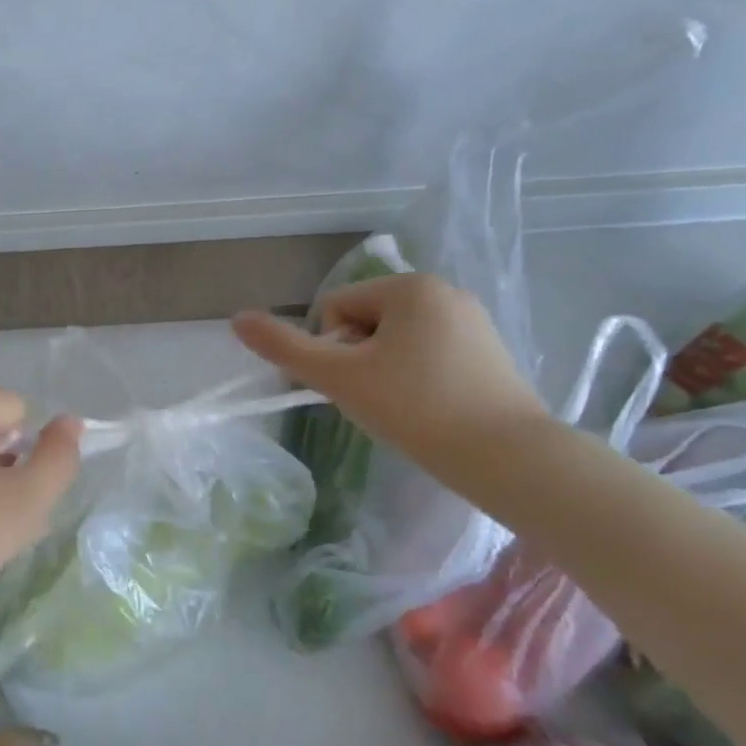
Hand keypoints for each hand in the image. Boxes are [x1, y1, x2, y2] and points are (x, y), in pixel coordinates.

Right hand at [232, 273, 549, 470]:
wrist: (509, 458)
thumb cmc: (416, 408)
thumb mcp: (339, 377)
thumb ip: (284, 347)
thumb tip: (237, 318)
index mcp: (409, 286)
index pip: (335, 308)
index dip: (332, 350)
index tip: (357, 384)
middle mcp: (444, 290)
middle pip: (364, 322)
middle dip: (359, 359)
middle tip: (380, 399)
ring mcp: (472, 320)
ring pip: (394, 340)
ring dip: (384, 370)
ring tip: (407, 407)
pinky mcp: (489, 350)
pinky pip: (427, 353)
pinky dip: (417, 378)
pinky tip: (432, 408)